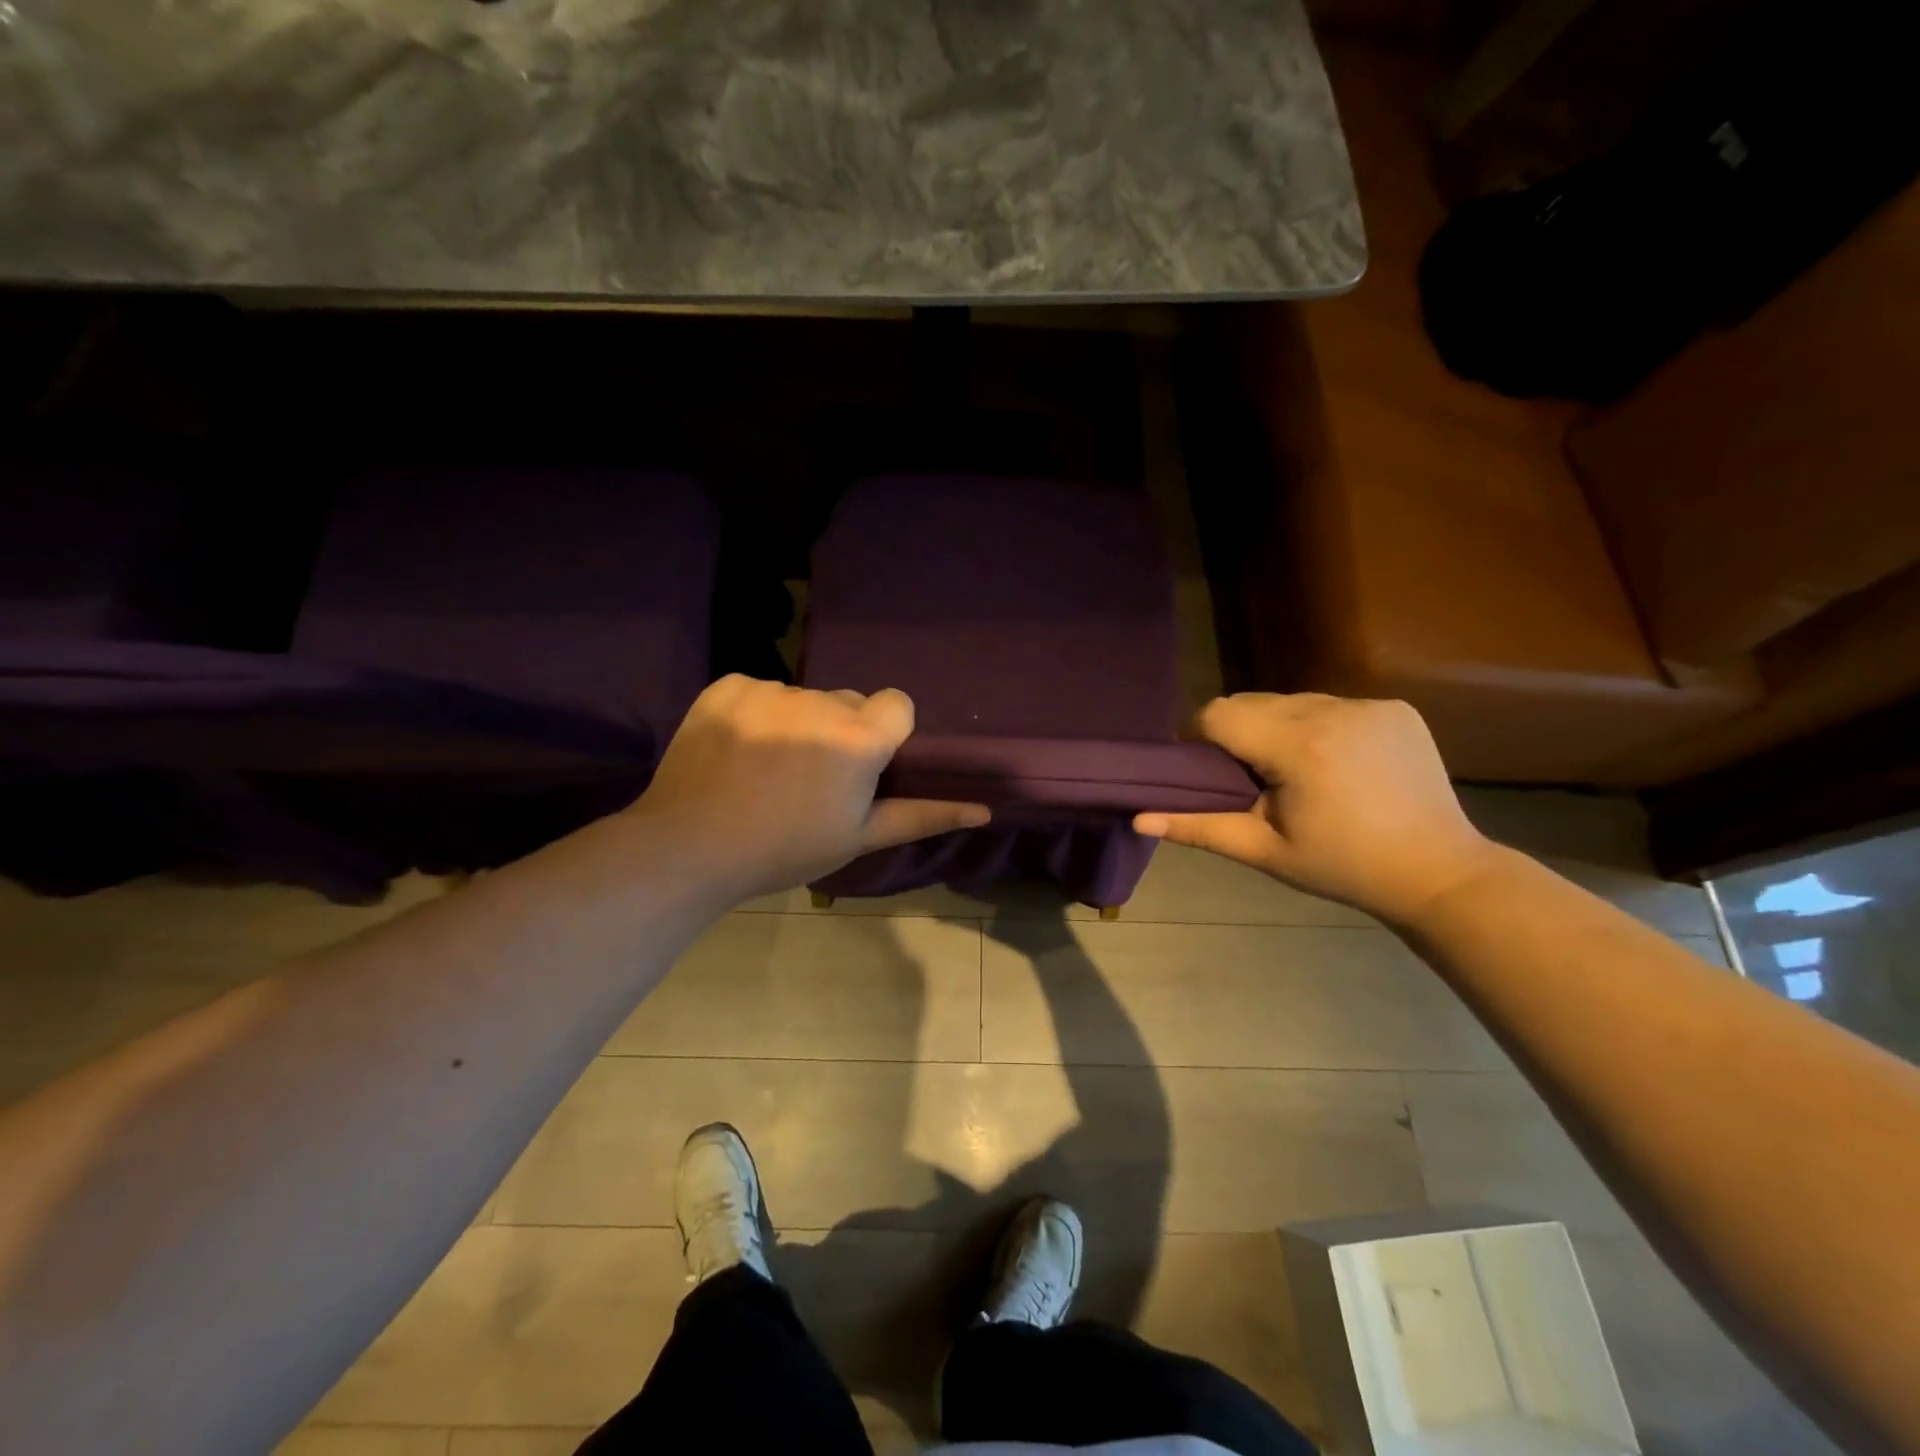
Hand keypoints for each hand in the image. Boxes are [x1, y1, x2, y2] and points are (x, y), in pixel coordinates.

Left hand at [630, 675, 989, 901]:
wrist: (690, 848)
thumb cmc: (785, 848)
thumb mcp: (859, 836)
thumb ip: (923, 816)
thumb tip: (984, 809)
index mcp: (858, 738)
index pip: (897, 704)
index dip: (884, 734)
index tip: (862, 767)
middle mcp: (819, 701)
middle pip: (848, 701)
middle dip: (840, 730)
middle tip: (810, 779)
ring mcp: (769, 690)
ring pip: (802, 698)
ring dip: (797, 723)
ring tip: (767, 769)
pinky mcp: (727, 686)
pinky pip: (758, 690)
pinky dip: (755, 714)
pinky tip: (736, 751)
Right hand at [1134, 693, 1501, 923]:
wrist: (1440, 872)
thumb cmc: (1343, 868)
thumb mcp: (1264, 850)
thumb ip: (1198, 828)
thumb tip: (1137, 819)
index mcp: (1298, 747)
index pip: (1219, 713)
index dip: (1201, 737)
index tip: (1206, 771)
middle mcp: (1333, 711)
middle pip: (1252, 701)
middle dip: (1239, 733)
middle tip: (1249, 778)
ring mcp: (1369, 705)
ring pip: (1291, 700)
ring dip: (1278, 727)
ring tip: (1294, 771)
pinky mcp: (1395, 708)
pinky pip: (1331, 705)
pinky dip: (1318, 726)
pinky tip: (1335, 762)